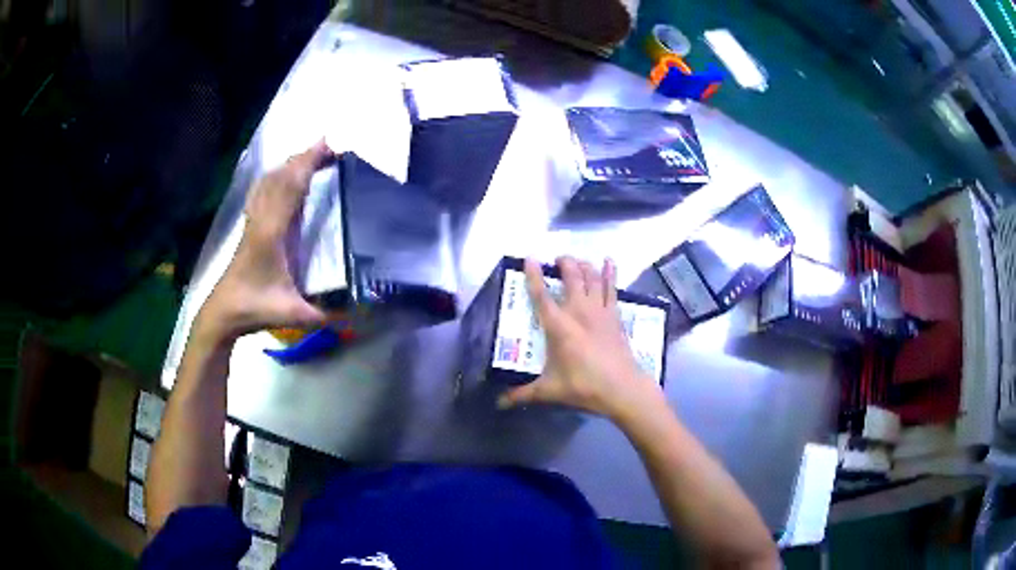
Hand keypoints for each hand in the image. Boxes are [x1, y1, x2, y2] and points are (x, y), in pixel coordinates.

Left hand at [194, 140, 334, 343]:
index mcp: (272, 232)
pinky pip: (262, 190)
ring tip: (312, 155)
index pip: (291, 187)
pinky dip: (276, 176)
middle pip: (281, 176)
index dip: (309, 163)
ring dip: (290, 164)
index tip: (329, 146)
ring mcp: (253, 220)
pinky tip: (283, 175)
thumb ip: (326, 314)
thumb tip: (359, 312)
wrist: (223, 312)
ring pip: (270, 180)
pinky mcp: (249, 226)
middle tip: (330, 146)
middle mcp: (262, 218)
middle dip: (304, 156)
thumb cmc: (255, 309)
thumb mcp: (294, 315)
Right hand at [497, 256, 663, 419]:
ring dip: (583, 265)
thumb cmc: (583, 386)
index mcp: (558, 326)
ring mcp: (599, 311)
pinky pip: (612, 288)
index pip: (541, 295)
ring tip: (576, 260)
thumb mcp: (549, 390)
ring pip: (592, 278)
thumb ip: (522, 394)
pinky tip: (609, 261)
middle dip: (564, 263)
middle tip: (558, 259)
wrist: (622, 388)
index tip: (529, 258)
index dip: (534, 275)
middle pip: (571, 277)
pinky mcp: (615, 315)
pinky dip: (610, 273)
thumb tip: (499, 403)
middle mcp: (579, 311)